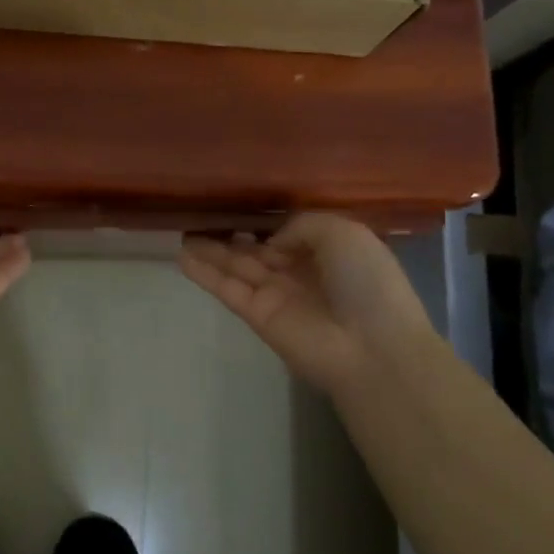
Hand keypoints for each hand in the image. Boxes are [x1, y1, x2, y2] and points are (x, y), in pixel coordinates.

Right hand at [178, 214, 436, 393]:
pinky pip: (227, 289)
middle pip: (258, 252)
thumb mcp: (343, 233)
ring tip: (182, 234)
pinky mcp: (257, 316)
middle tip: (200, 219)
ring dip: (211, 252)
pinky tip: (182, 256)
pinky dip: (205, 274)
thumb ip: (302, 225)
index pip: (290, 235)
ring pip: (237, 268)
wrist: (371, 347)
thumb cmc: (366, 282)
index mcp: (329, 253)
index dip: (266, 223)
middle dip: (232, 237)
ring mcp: (276, 296)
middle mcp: (300, 273)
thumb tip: (272, 242)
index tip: (239, 206)